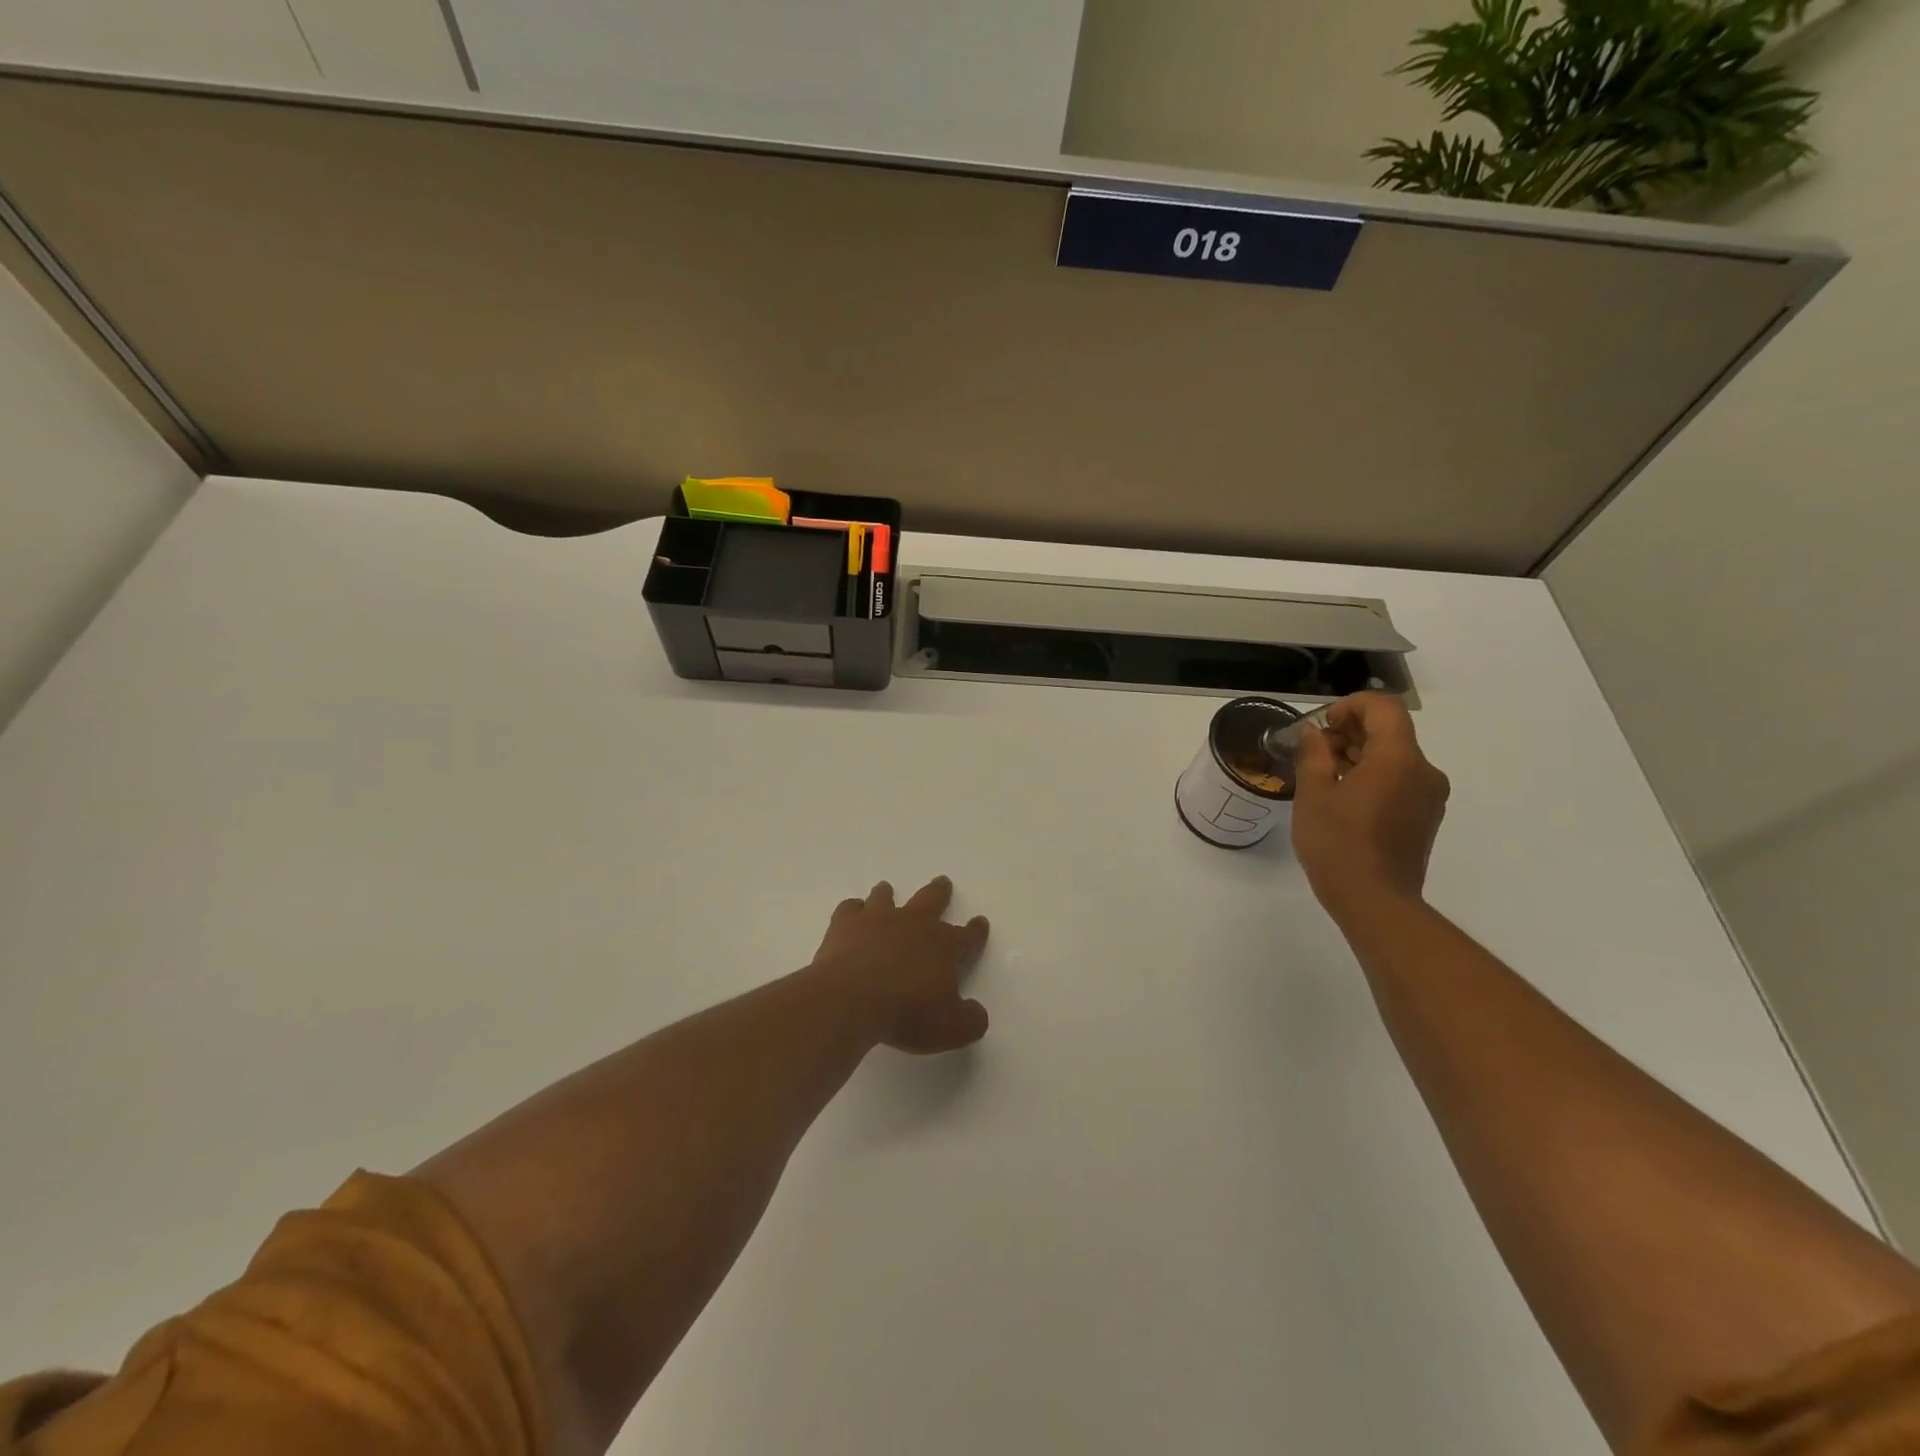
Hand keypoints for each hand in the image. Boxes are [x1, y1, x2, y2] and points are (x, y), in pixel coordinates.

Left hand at [810, 877, 990, 1054]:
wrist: (852, 999)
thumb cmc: (907, 1013)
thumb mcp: (952, 1028)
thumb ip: (970, 1020)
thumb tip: (977, 1013)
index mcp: (944, 946)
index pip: (967, 936)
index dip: (976, 931)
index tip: (980, 921)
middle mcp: (913, 924)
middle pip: (931, 900)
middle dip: (940, 892)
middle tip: (943, 881)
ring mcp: (877, 920)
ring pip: (886, 897)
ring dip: (888, 893)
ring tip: (886, 889)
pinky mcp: (846, 924)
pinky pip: (850, 908)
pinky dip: (852, 910)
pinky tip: (852, 914)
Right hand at [1292, 692, 1449, 924]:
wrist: (1374, 901)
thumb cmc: (1338, 843)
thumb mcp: (1313, 793)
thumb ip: (1314, 754)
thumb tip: (1316, 734)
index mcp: (1399, 758)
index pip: (1383, 707)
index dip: (1350, 706)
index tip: (1322, 727)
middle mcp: (1423, 771)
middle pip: (1390, 731)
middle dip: (1351, 732)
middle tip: (1315, 753)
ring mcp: (1429, 796)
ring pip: (1395, 757)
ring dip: (1360, 756)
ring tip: (1324, 777)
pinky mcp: (1426, 817)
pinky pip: (1400, 781)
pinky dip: (1373, 778)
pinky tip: (1344, 800)